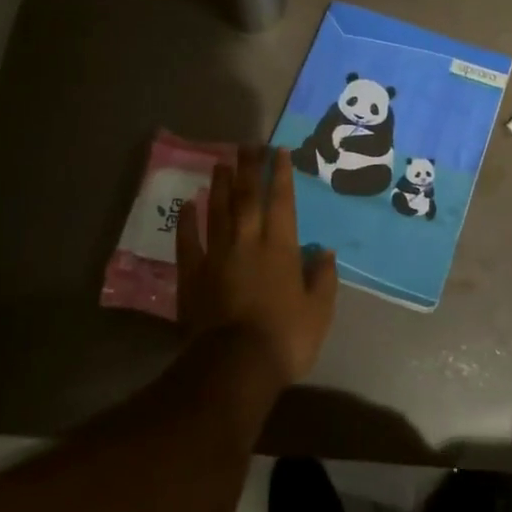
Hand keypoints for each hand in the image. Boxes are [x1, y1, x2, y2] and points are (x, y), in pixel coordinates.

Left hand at [177, 146, 338, 388]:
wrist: (234, 366)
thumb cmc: (285, 338)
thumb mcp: (318, 311)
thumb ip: (322, 278)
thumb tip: (323, 251)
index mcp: (280, 248)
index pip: (282, 202)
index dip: (280, 175)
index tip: (278, 151)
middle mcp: (248, 242)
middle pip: (247, 197)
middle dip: (249, 169)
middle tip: (247, 145)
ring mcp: (216, 256)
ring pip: (218, 212)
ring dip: (220, 186)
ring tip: (221, 162)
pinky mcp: (193, 275)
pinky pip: (188, 242)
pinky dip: (188, 222)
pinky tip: (188, 205)